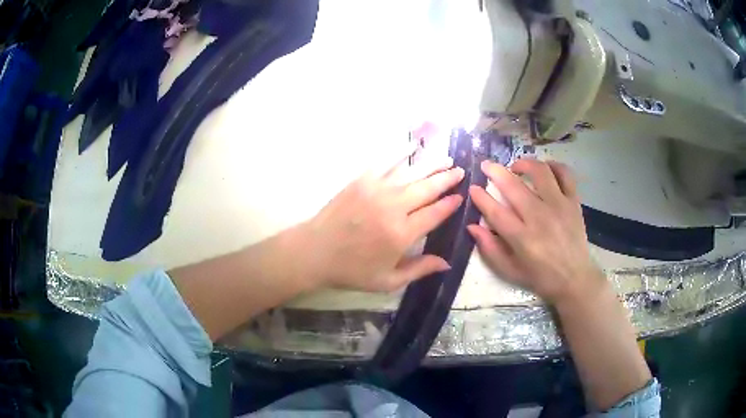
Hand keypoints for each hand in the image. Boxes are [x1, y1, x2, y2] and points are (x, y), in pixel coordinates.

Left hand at [299, 147, 464, 291]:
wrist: (314, 252)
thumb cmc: (351, 270)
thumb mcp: (387, 281)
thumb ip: (419, 269)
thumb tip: (447, 263)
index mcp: (402, 234)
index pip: (435, 214)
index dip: (449, 205)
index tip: (460, 197)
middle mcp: (394, 208)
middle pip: (427, 189)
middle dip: (446, 180)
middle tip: (460, 171)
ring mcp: (377, 190)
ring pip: (411, 173)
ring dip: (431, 165)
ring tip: (447, 159)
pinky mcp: (361, 181)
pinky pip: (385, 163)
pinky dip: (400, 152)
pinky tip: (413, 146)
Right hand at [468, 159, 603, 304]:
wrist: (574, 279)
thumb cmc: (540, 277)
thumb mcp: (510, 271)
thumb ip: (490, 249)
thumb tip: (472, 226)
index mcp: (522, 238)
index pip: (495, 211)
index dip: (481, 197)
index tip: (473, 187)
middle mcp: (540, 218)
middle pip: (513, 186)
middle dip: (495, 171)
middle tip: (486, 165)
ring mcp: (559, 206)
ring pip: (540, 172)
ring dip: (524, 163)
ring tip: (516, 167)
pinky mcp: (573, 202)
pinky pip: (565, 174)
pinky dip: (554, 166)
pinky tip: (545, 168)